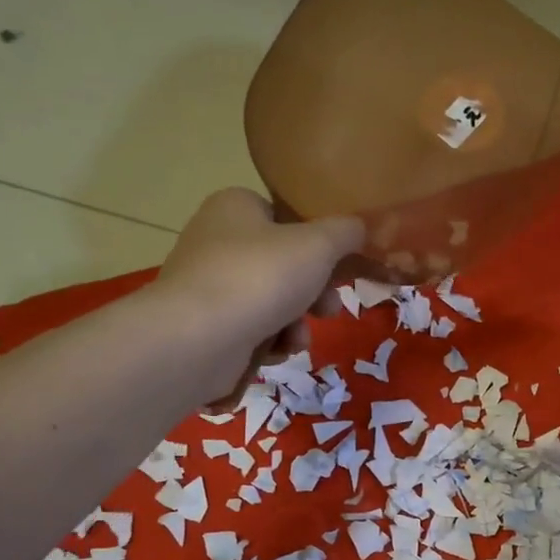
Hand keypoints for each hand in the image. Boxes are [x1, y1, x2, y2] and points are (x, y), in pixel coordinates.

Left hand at [151, 187, 363, 405]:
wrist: (199, 338)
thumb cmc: (261, 277)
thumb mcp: (319, 246)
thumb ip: (346, 232)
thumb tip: (361, 227)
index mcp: (236, 207)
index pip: (284, 217)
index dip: (317, 244)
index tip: (338, 269)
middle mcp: (215, 239)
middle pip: (283, 265)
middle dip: (313, 294)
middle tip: (329, 310)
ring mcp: (207, 285)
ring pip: (271, 302)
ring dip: (295, 324)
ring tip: (297, 340)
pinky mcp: (204, 325)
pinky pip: (251, 329)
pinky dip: (269, 342)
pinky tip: (274, 352)